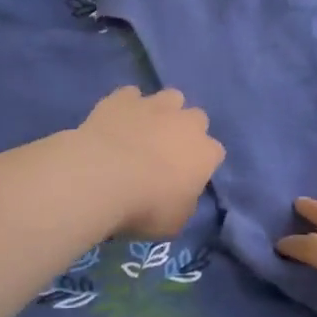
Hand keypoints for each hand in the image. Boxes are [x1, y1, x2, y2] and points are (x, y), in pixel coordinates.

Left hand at [76, 86, 224, 236]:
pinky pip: (130, 95)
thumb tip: (180, 194)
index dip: (201, 164)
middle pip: (196, 118)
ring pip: (170, 97)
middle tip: (165, 152)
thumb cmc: (144, 207)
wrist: (101, 177)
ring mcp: (155, 105)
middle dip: (185, 131)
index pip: (215, 153)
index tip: (186, 178)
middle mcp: (186, 122)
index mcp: (205, 153)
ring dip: (162, 111)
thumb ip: (184, 202)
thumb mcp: (174, 221)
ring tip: (144, 130)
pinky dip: (126, 106)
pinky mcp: (123, 98)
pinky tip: (116, 121)